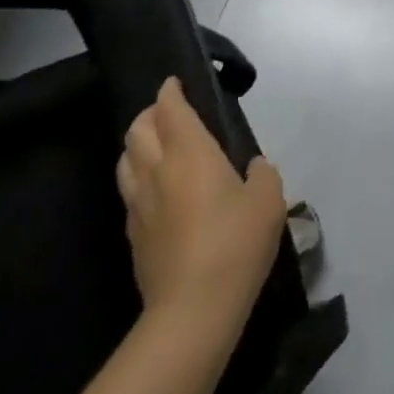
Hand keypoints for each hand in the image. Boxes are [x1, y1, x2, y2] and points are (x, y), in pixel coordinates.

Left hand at [116, 78, 287, 330]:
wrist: (193, 310)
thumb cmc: (235, 244)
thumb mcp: (268, 201)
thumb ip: (262, 174)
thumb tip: (252, 168)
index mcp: (190, 151)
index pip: (170, 108)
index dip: (170, 91)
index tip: (175, 83)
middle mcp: (157, 169)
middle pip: (138, 128)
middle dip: (150, 113)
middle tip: (168, 113)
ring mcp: (139, 202)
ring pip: (125, 158)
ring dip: (138, 144)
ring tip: (156, 147)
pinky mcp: (132, 234)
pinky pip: (129, 191)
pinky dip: (138, 178)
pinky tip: (156, 191)